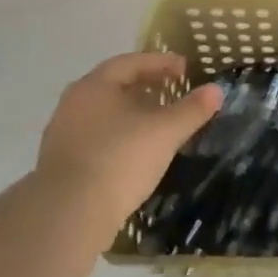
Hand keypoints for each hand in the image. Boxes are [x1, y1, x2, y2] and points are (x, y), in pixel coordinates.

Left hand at [33, 53, 222, 233]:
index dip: (160, 62)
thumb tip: (216, 90)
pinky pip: (96, 136)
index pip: (131, 62)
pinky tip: (135, 150)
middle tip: (172, 91)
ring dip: (131, 112)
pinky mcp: (60, 162)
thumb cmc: (120, 159)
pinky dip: (119, 134)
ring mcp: (63, 133)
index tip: (184, 68)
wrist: (68, 214)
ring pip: (104, 112)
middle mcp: (74, 103)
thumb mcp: (165, 132)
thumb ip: (192, 109)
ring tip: (157, 122)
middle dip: (145, 86)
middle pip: (114, 86)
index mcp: (95, 85)